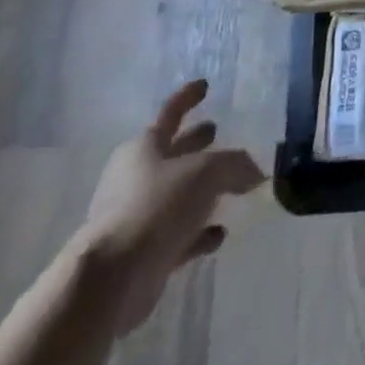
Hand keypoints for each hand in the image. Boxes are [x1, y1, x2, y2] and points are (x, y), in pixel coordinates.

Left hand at [81, 80, 266, 332]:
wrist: (111, 279)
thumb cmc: (156, 205)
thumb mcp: (207, 171)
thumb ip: (236, 165)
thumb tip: (254, 172)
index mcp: (144, 148)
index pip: (171, 112)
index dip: (189, 97)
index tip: (205, 85)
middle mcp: (136, 178)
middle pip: (172, 153)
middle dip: (194, 142)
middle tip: (217, 131)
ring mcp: (137, 217)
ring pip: (177, 194)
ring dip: (201, 191)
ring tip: (233, 185)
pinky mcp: (142, 253)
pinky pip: (178, 234)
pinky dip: (198, 232)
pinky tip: (219, 233)